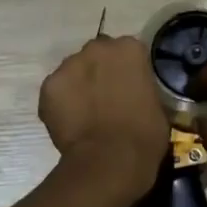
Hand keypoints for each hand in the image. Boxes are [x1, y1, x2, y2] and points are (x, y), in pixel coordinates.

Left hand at [38, 35, 169, 203]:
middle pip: (97, 55)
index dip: (126, 71)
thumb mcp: (156, 104)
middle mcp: (98, 47)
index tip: (128, 88)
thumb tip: (135, 93)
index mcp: (129, 49)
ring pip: (73, 71)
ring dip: (79, 85)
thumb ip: (142, 87)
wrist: (110, 159)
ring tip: (85, 113)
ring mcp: (70, 65)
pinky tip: (70, 123)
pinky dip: (61, 103)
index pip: (127, 52)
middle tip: (105, 98)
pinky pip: (56, 91)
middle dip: (99, 71)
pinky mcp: (49, 86)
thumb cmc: (144, 134)